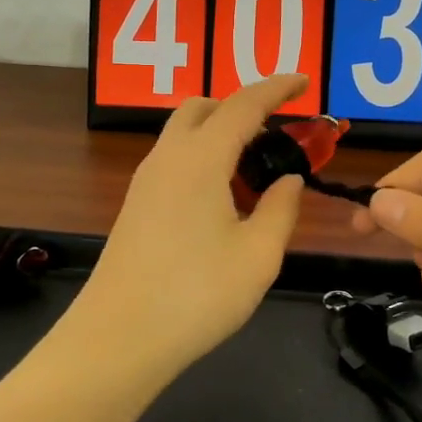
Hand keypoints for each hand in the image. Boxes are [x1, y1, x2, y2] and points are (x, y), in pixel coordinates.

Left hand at [76, 76, 309, 370]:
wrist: (117, 340)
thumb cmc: (197, 295)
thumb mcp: (258, 254)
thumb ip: (281, 208)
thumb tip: (289, 179)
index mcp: (200, 159)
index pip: (243, 104)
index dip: (277, 88)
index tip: (304, 81)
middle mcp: (167, 158)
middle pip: (203, 108)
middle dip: (241, 108)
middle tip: (275, 138)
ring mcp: (145, 182)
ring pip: (184, 134)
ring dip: (220, 136)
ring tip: (254, 176)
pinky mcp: (135, 206)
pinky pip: (173, 162)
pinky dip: (202, 160)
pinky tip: (222, 202)